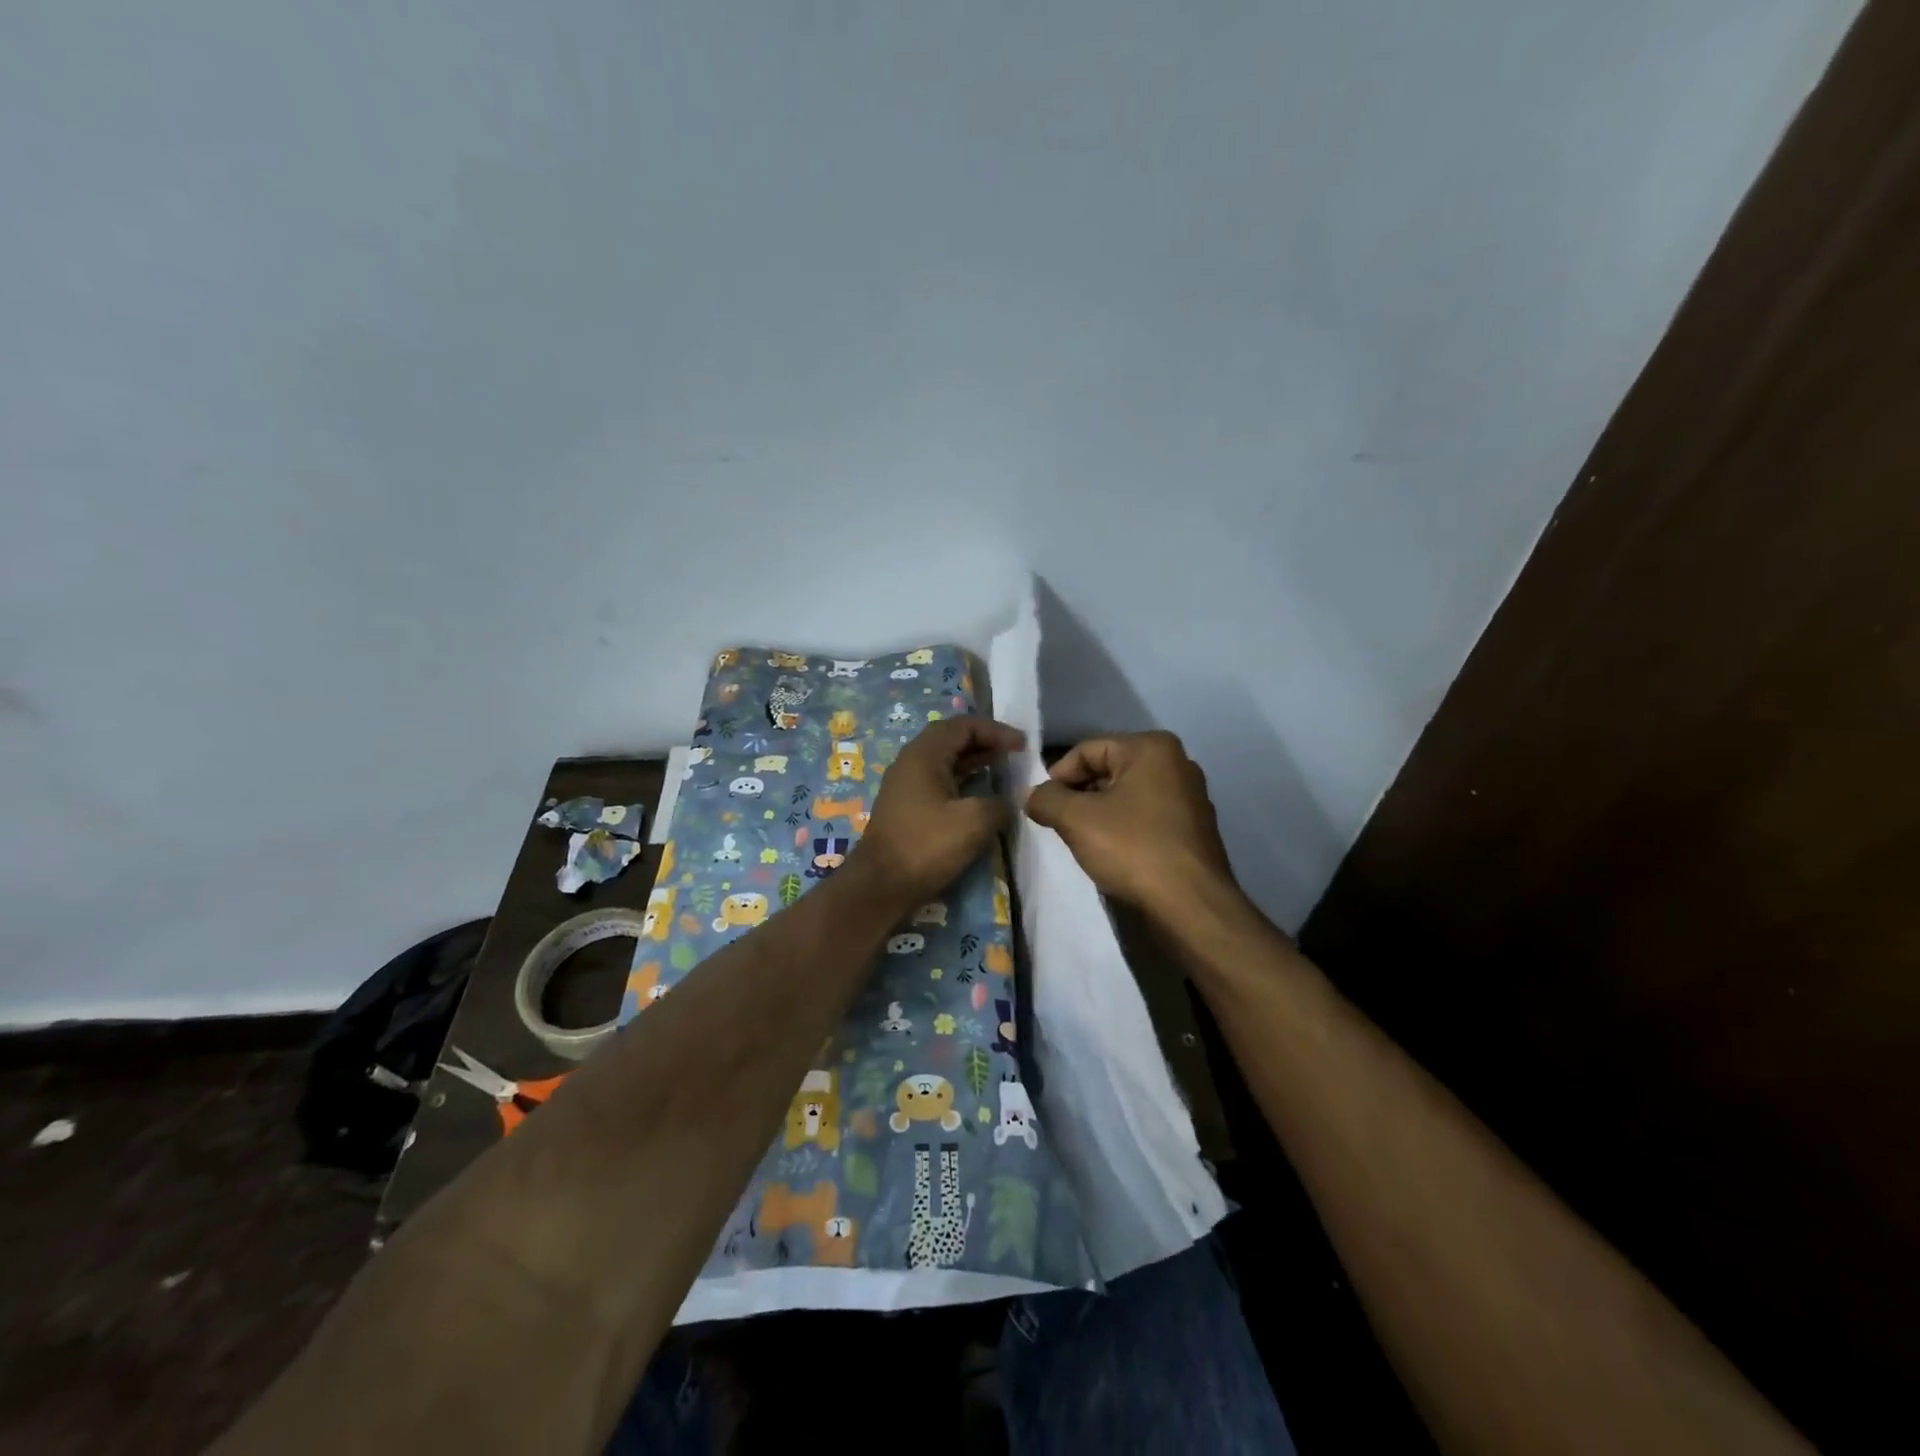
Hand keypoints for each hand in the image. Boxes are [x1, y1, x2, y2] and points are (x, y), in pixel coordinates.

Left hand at [854, 717, 1022, 908]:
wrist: (880, 885)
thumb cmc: (926, 845)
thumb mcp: (974, 822)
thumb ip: (999, 804)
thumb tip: (1007, 803)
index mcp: (924, 754)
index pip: (963, 726)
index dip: (996, 730)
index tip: (1022, 745)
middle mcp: (911, 762)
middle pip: (951, 739)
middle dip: (984, 742)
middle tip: (1013, 753)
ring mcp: (906, 785)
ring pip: (945, 761)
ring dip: (974, 761)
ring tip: (1002, 768)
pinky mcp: (907, 807)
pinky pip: (939, 781)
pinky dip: (962, 781)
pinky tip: (980, 795)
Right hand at [1024, 731, 1236, 918]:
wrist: (1191, 905)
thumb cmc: (1133, 849)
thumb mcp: (1076, 820)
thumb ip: (1046, 799)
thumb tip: (1032, 795)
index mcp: (1151, 748)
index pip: (1087, 750)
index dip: (1057, 776)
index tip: (1042, 806)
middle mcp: (1176, 763)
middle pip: (1108, 769)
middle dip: (1079, 795)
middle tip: (1058, 824)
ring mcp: (1190, 796)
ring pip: (1126, 795)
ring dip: (1099, 813)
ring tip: (1082, 840)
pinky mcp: (1194, 828)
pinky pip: (1146, 816)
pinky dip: (1124, 828)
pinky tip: (1112, 853)